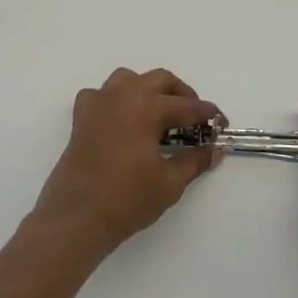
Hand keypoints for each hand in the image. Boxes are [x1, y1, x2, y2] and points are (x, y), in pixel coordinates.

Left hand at [32, 68, 222, 259]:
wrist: (77, 217)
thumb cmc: (127, 199)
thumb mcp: (170, 183)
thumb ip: (194, 161)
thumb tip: (214, 150)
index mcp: (147, 107)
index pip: (187, 106)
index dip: (207, 115)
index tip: (221, 124)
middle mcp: (122, 95)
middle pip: (160, 81)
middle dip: (182, 95)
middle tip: (194, 119)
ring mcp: (99, 103)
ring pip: (129, 79)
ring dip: (149, 90)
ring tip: (160, 114)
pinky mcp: (81, 117)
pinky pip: (102, 95)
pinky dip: (116, 100)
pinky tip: (123, 121)